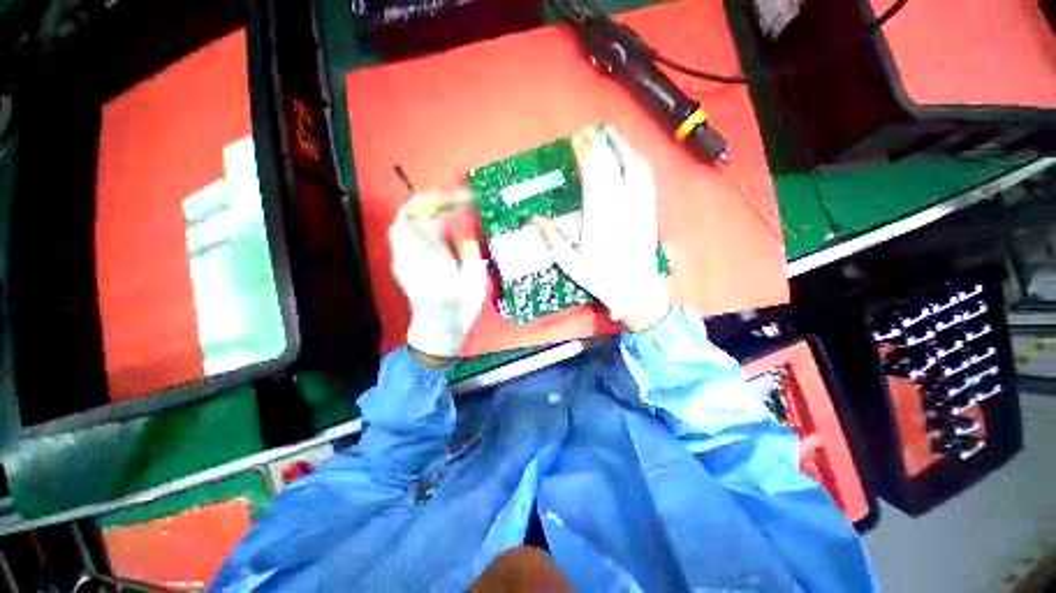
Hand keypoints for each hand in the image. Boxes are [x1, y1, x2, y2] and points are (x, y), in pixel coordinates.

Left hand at [389, 192, 487, 363]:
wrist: (437, 329)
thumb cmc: (459, 307)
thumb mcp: (474, 281)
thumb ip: (469, 252)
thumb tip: (462, 233)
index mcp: (431, 260)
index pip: (431, 219)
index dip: (447, 202)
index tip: (465, 197)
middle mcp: (409, 256)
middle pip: (408, 216)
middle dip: (429, 201)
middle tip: (450, 199)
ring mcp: (401, 260)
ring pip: (402, 224)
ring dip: (421, 211)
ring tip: (442, 209)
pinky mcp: (401, 264)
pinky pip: (402, 235)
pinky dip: (416, 224)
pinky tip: (433, 228)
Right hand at [535, 128, 669, 330]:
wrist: (637, 290)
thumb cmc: (601, 279)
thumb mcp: (571, 264)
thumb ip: (552, 239)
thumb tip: (534, 219)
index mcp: (599, 217)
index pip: (593, 174)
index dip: (585, 153)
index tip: (576, 139)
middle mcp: (622, 206)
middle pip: (613, 164)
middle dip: (600, 143)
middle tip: (588, 132)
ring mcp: (640, 206)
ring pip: (634, 166)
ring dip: (621, 146)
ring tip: (609, 136)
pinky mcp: (651, 210)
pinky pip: (647, 179)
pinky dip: (637, 161)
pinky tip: (631, 157)